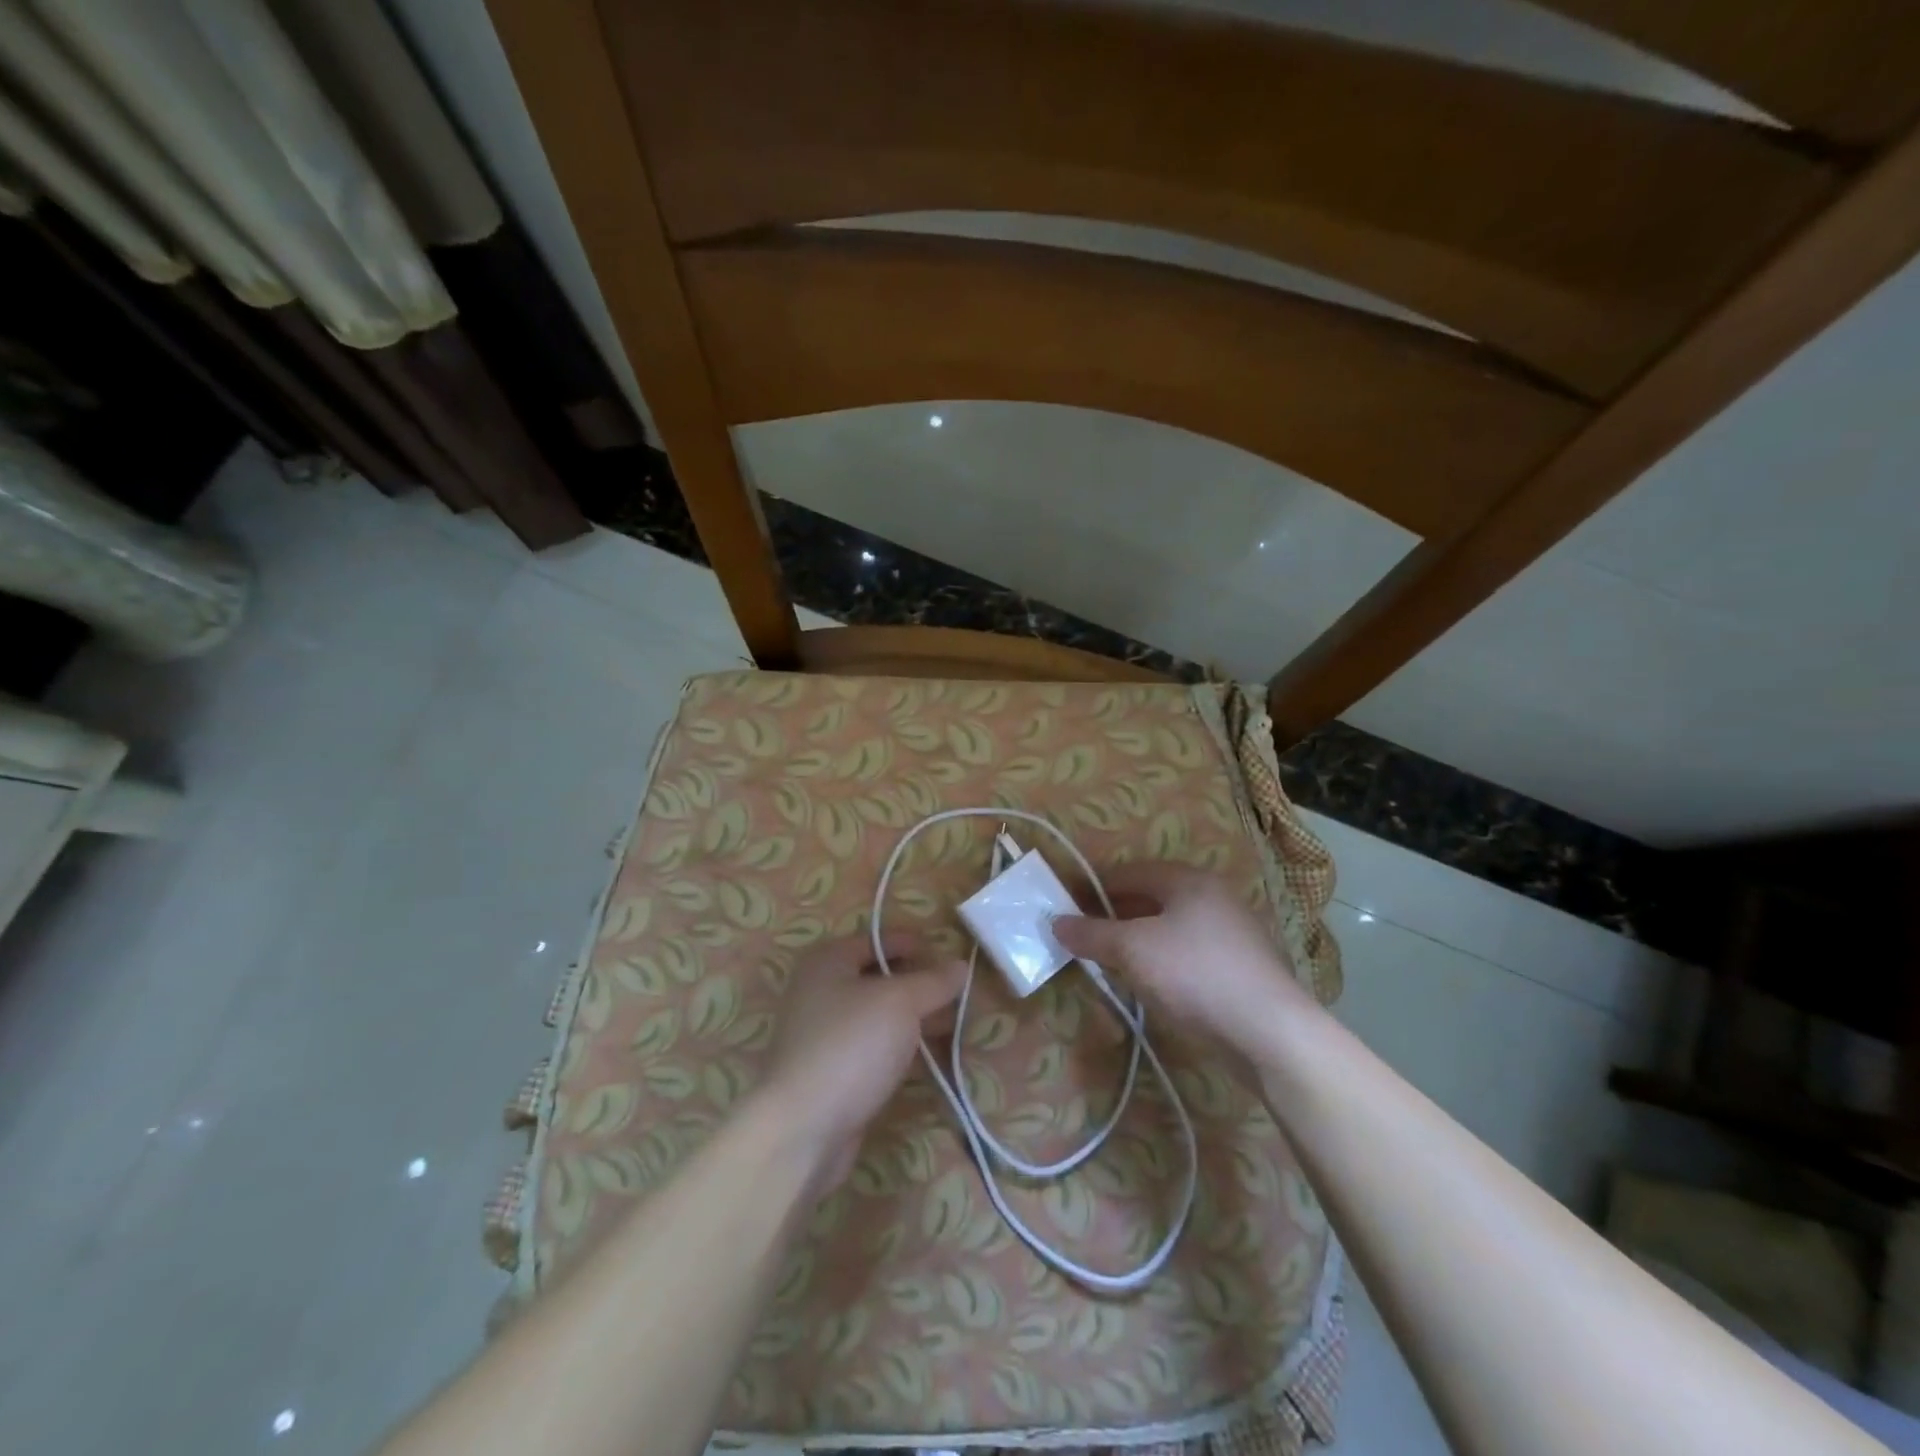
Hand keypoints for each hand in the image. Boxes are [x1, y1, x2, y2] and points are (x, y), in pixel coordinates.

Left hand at [759, 932, 964, 1194]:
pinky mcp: (831, 1071)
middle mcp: (820, 990)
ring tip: (953, 1024)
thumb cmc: (851, 1045)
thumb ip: (933, 981)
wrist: (802, 1129)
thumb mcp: (901, 1002)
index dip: (915, 944)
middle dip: (919, 984)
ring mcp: (824, 1033)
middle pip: (878, 976)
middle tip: (958, 994)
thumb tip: (961, 965)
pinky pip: (873, 1046)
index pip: (879, 939)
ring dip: (913, 1017)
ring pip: (878, 1014)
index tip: (951, 958)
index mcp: (828, 960)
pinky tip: (928, 1056)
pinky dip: (899, 1046)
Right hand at [1052, 864, 1317, 1057]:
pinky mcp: (1241, 966)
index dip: (1095, 886)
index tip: (1067, 904)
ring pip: (1171, 926)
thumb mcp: (1132, 950)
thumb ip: (1092, 934)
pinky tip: (1150, 981)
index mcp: (1188, 880)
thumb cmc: (1194, 974)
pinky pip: (1189, 951)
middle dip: (1116, 913)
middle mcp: (1213, 896)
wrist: (1270, 1031)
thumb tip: (1056, 922)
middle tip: (1085, 933)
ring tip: (1111, 959)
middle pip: (1152, 897)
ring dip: (1139, 938)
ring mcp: (1232, 931)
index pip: (1130, 871)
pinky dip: (1163, 958)